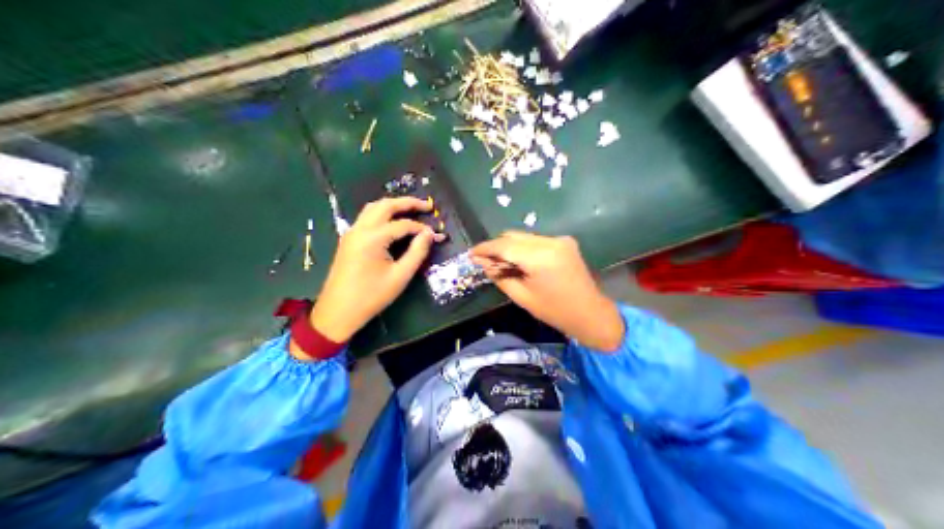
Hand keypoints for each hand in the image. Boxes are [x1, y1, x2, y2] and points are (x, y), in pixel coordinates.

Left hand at [302, 197, 449, 348]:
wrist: (338, 311)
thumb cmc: (371, 296)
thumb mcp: (400, 276)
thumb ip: (417, 252)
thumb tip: (430, 235)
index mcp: (373, 237)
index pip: (403, 224)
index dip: (422, 228)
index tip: (436, 236)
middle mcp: (360, 229)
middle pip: (385, 206)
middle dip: (407, 203)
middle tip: (426, 206)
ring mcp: (352, 233)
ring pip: (373, 208)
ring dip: (393, 205)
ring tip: (412, 210)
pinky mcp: (349, 240)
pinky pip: (366, 218)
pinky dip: (382, 213)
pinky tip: (393, 221)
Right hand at [467, 232, 625, 350]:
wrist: (590, 313)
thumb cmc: (554, 311)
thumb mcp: (522, 297)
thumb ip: (500, 276)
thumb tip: (483, 263)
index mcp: (540, 257)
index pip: (505, 245)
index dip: (486, 248)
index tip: (471, 254)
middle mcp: (550, 241)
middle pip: (514, 236)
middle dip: (497, 247)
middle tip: (484, 262)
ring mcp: (560, 240)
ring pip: (524, 237)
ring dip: (510, 247)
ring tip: (501, 264)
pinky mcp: (565, 242)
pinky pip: (536, 241)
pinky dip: (524, 248)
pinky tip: (520, 262)